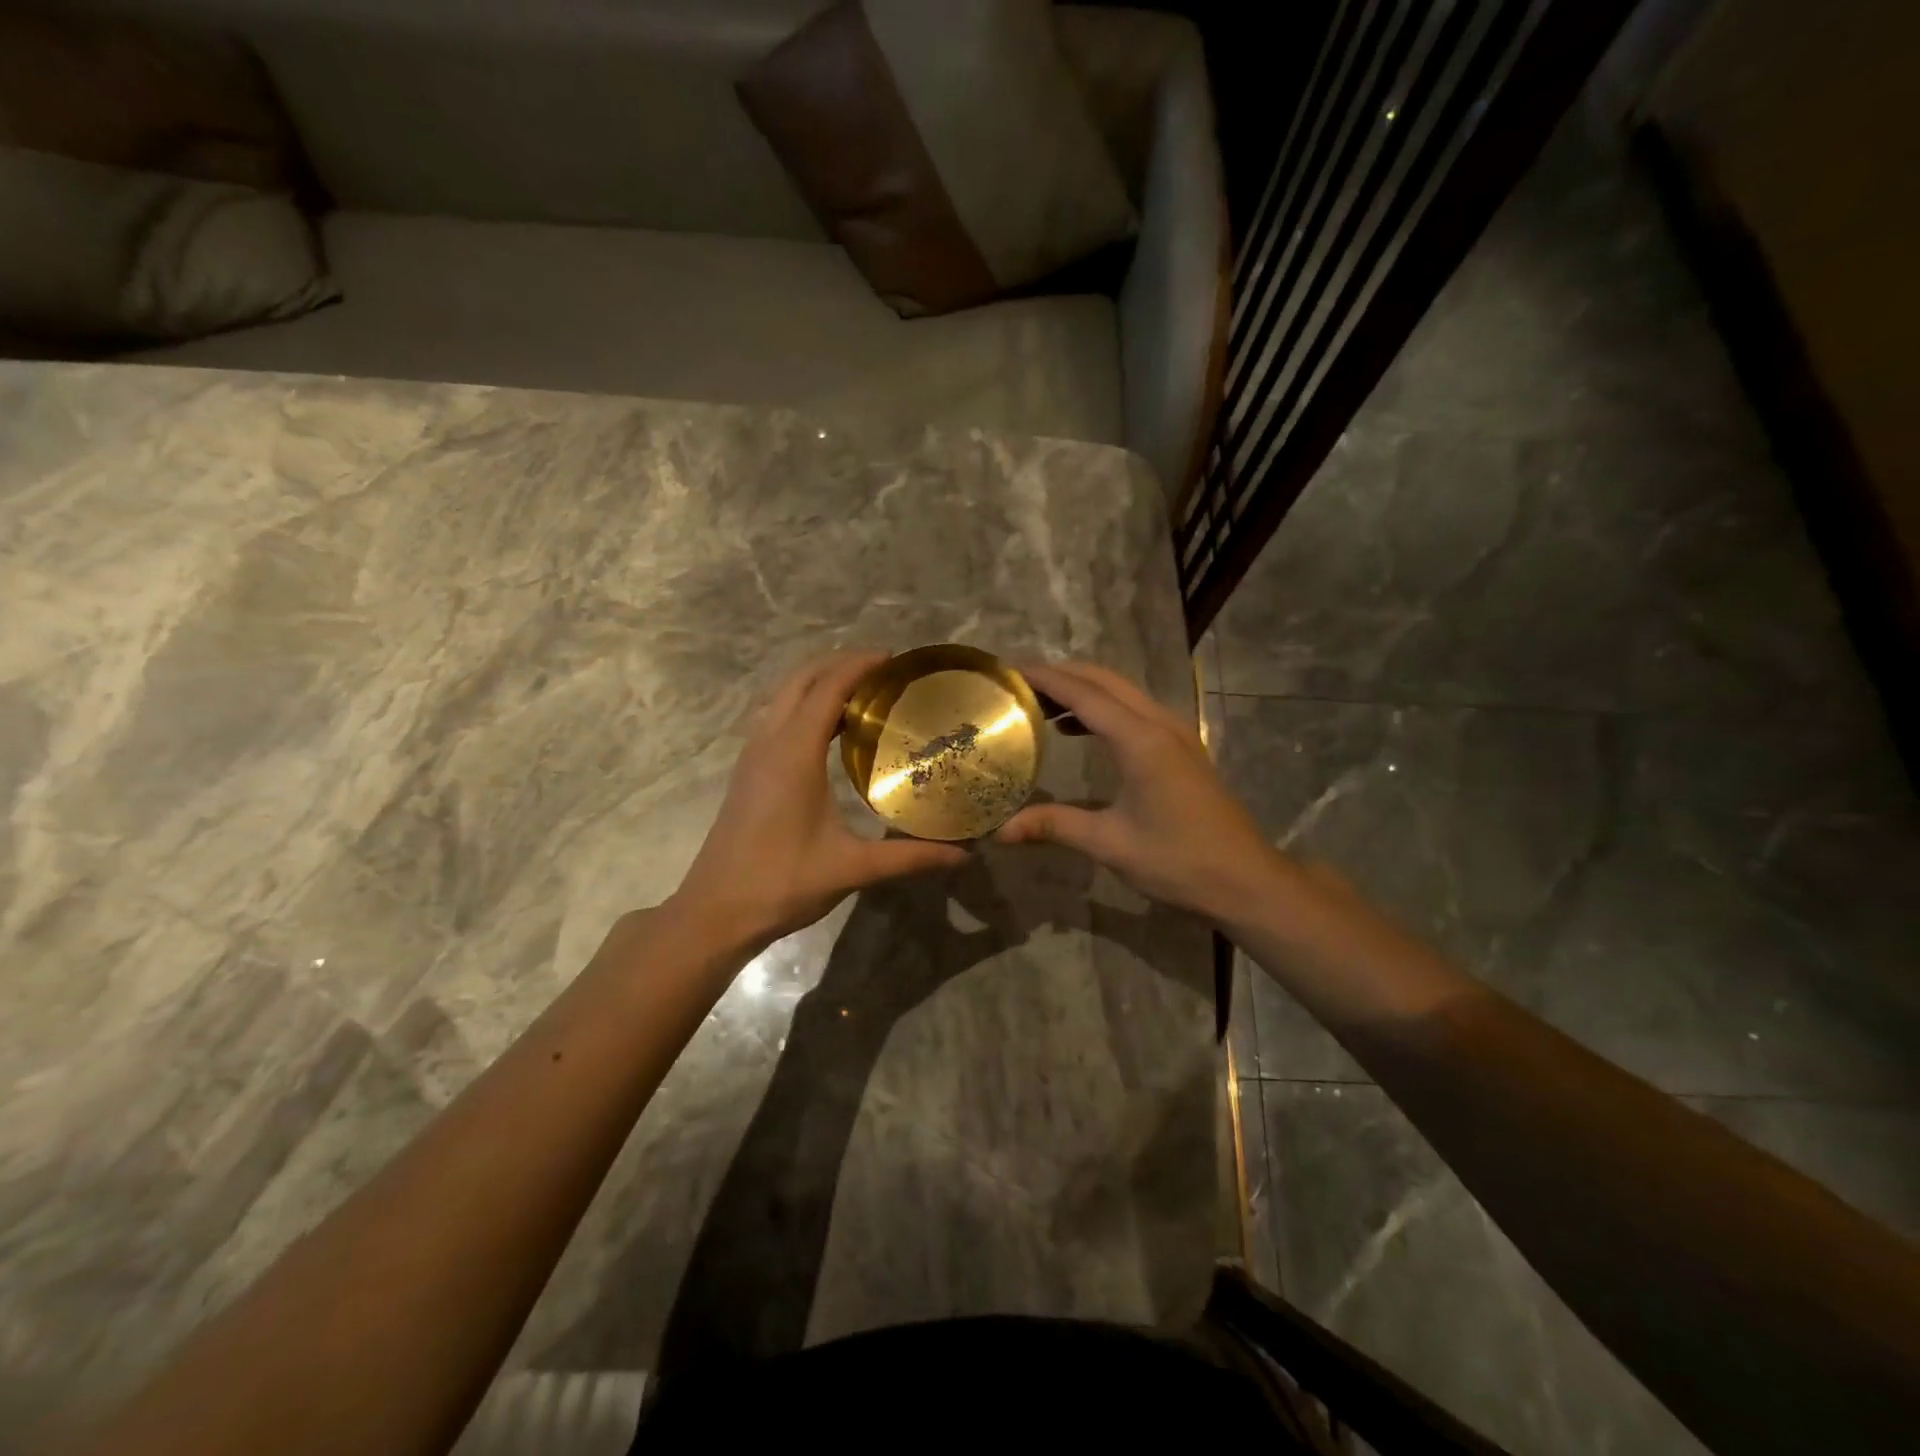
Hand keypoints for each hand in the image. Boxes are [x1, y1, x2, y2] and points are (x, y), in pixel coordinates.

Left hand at [670, 652, 968, 950]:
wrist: (716, 911)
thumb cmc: (782, 882)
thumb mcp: (852, 868)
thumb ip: (909, 856)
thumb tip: (963, 854)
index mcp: (793, 752)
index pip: (828, 688)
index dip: (861, 666)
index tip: (896, 660)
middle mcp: (768, 742)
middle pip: (801, 680)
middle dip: (839, 665)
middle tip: (883, 673)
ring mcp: (752, 755)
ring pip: (783, 697)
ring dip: (818, 684)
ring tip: (862, 695)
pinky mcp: (746, 772)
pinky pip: (775, 718)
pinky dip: (803, 706)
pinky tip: (829, 733)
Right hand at [996, 661, 1284, 921]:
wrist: (1245, 879)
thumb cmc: (1178, 860)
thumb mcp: (1110, 844)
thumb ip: (1055, 826)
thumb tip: (1001, 830)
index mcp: (1141, 741)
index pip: (1085, 694)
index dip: (1046, 679)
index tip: (1010, 672)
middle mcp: (1160, 724)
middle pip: (1105, 681)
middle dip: (1062, 675)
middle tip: (1020, 685)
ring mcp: (1177, 732)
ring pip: (1123, 692)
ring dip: (1084, 690)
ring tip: (1041, 704)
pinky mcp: (1183, 747)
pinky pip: (1135, 709)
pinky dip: (1103, 708)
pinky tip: (1078, 729)